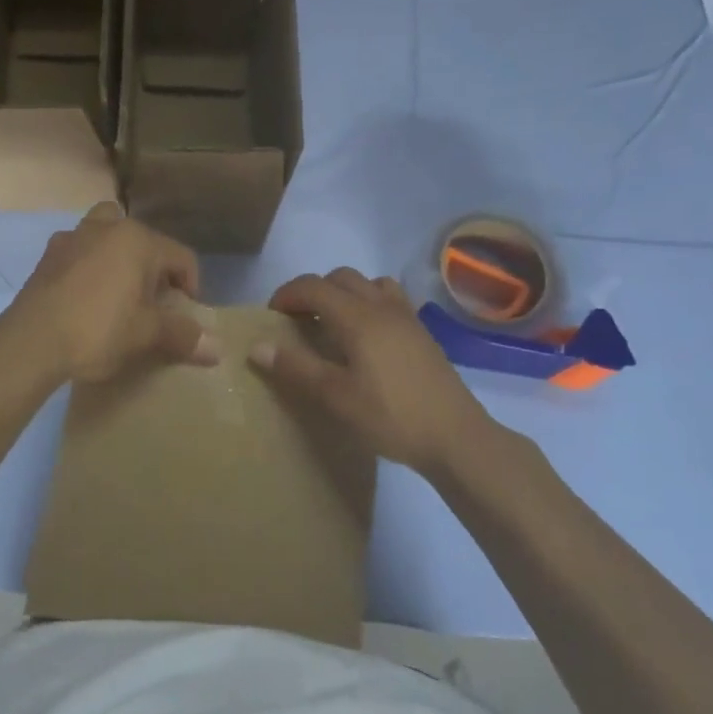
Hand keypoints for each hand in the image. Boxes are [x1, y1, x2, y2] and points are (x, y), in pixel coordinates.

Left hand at [0, 204, 218, 385]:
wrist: (31, 341)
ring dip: (118, 256)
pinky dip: (89, 265)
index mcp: (138, 240)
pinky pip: (79, 251)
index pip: (181, 257)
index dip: (192, 287)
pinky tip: (85, 296)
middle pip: (144, 240)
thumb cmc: (98, 330)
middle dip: (154, 266)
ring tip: (119, 291)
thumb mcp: (146, 334)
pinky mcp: (48, 256)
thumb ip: (183, 335)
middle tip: (153, 301)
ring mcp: (73, 237)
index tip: (186, 316)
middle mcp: (107, 227)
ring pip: (107, 234)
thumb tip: (217, 349)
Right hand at [250, 268, 493, 476]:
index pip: (313, 286)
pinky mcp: (421, 331)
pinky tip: (366, 337)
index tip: (271, 316)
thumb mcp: (335, 396)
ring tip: (332, 324)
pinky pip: (389, 298)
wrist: (455, 436)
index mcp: (357, 317)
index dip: (286, 294)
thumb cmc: (390, 416)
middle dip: (313, 291)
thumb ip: (296, 367)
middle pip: (340, 277)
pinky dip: (368, 302)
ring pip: (368, 283)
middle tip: (297, 321)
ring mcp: (406, 316)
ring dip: (343, 293)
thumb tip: (257, 346)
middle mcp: (381, 306)